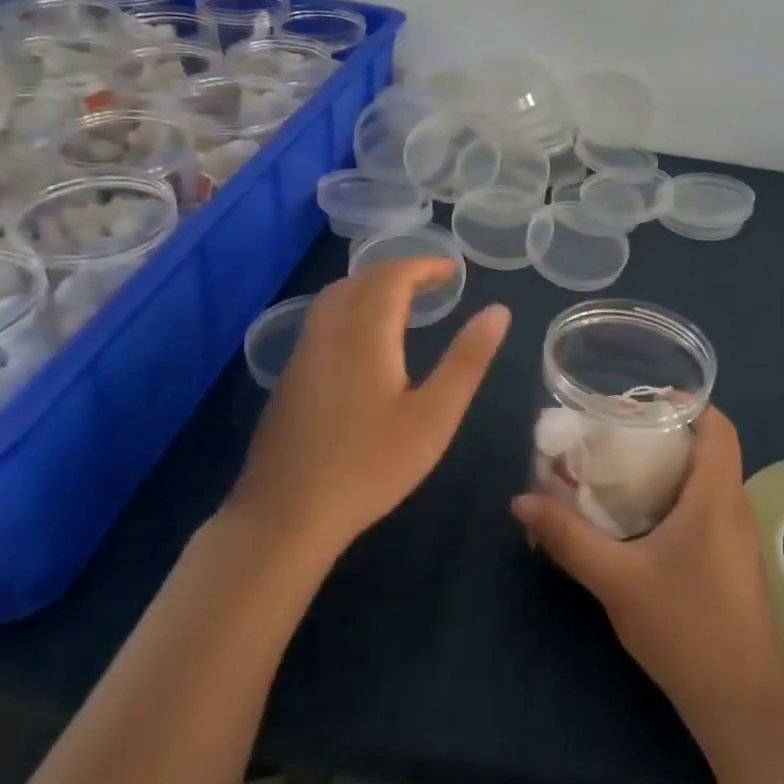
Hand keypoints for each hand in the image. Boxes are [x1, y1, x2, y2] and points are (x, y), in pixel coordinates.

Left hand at [226, 259, 508, 564]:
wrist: (285, 517)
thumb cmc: (369, 466)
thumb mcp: (434, 417)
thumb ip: (467, 360)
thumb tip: (498, 311)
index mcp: (364, 334)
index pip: (392, 277)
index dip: (423, 266)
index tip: (453, 271)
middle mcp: (328, 333)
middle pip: (360, 280)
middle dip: (398, 272)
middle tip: (432, 283)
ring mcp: (302, 355)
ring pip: (334, 299)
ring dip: (370, 287)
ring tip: (401, 302)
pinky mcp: (288, 379)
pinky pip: (321, 321)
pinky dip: (350, 308)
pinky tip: (363, 341)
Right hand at [511, 407, 783, 731]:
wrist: (739, 703)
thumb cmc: (684, 626)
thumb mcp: (616, 579)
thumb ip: (569, 537)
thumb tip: (521, 500)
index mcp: (716, 494)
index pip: (718, 425)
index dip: (688, 402)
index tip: (642, 399)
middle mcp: (734, 505)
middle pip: (709, 447)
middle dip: (666, 432)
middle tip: (617, 432)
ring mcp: (738, 535)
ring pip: (708, 479)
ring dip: (671, 465)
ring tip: (622, 467)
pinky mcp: (733, 561)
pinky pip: (708, 506)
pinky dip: (678, 495)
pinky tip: (642, 518)